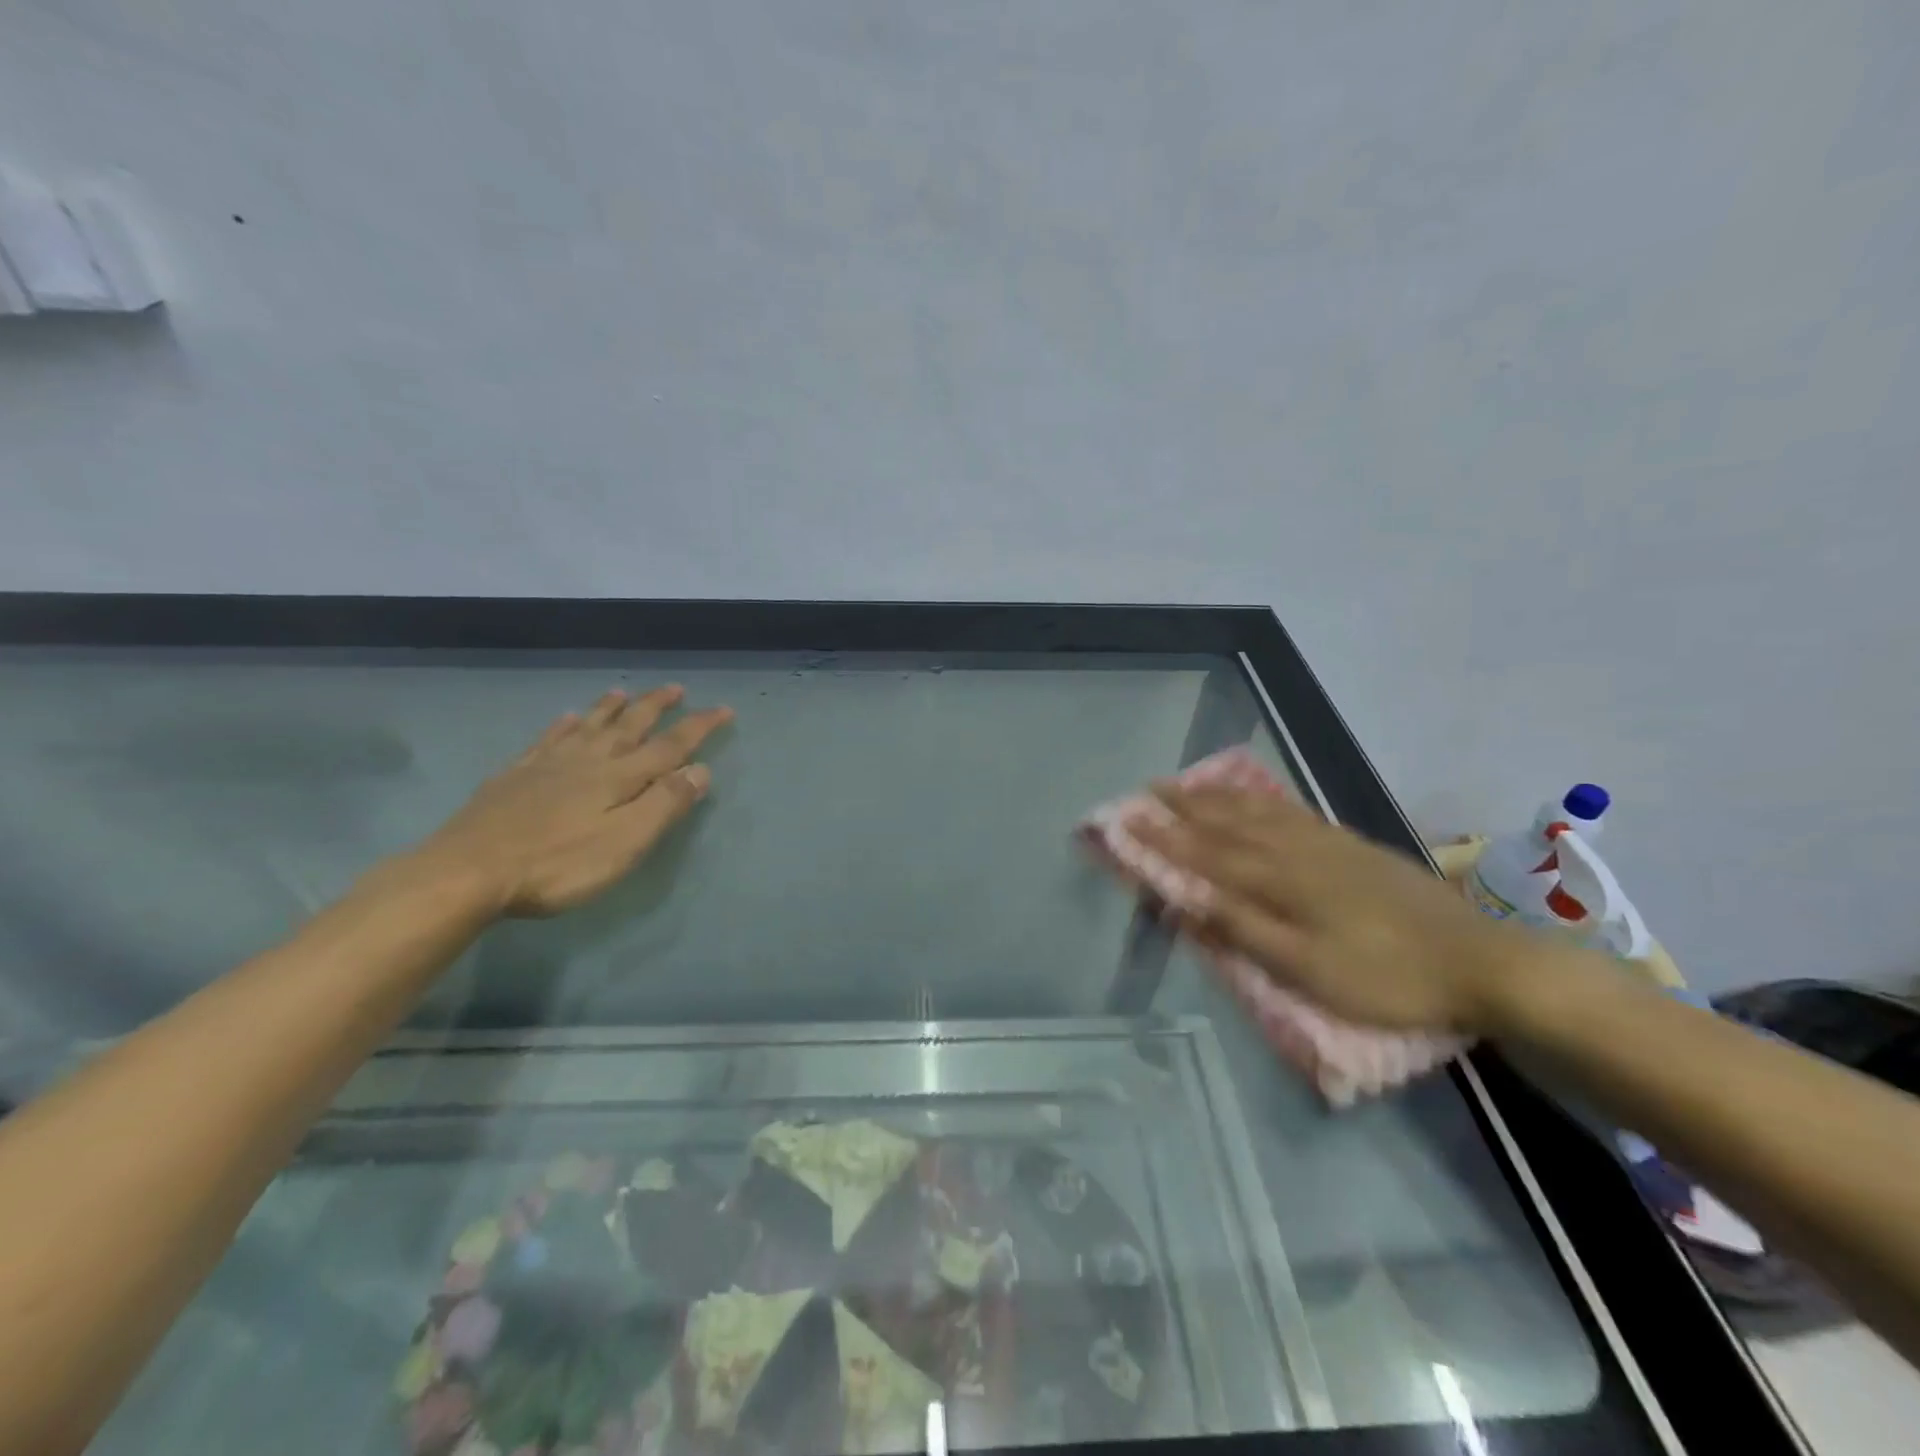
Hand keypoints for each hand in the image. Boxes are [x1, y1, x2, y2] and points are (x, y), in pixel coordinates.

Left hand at [413, 685, 732, 917]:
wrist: (467, 872)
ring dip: (609, 708)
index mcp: (619, 777)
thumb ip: (665, 804)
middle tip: (675, 688)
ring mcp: (547, 766)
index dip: (699, 727)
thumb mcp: (626, 842)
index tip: (723, 709)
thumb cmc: (558, 864)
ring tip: (623, 692)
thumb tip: (701, 769)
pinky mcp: (513, 777)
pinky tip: (564, 719)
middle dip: (656, 707)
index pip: (670, 746)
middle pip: (629, 726)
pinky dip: (561, 727)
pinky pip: (545, 741)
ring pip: (587, 726)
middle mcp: (587, 761)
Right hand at [1134, 785, 1533, 1032]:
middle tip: (1150, 788)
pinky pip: (1294, 813)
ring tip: (1192, 784)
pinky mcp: (1354, 847)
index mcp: (1279, 882)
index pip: (1206, 854)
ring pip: (1260, 812)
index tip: (1128, 820)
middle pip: (1229, 823)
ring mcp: (1328, 845)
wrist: (1479, 961)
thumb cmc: (1386, 976)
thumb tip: (1184, 901)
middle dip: (1186, 806)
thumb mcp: (1308, 970)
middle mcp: (1296, 852)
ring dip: (1220, 797)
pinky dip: (1265, 801)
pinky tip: (1261, 800)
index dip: (1164, 839)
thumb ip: (1243, 931)